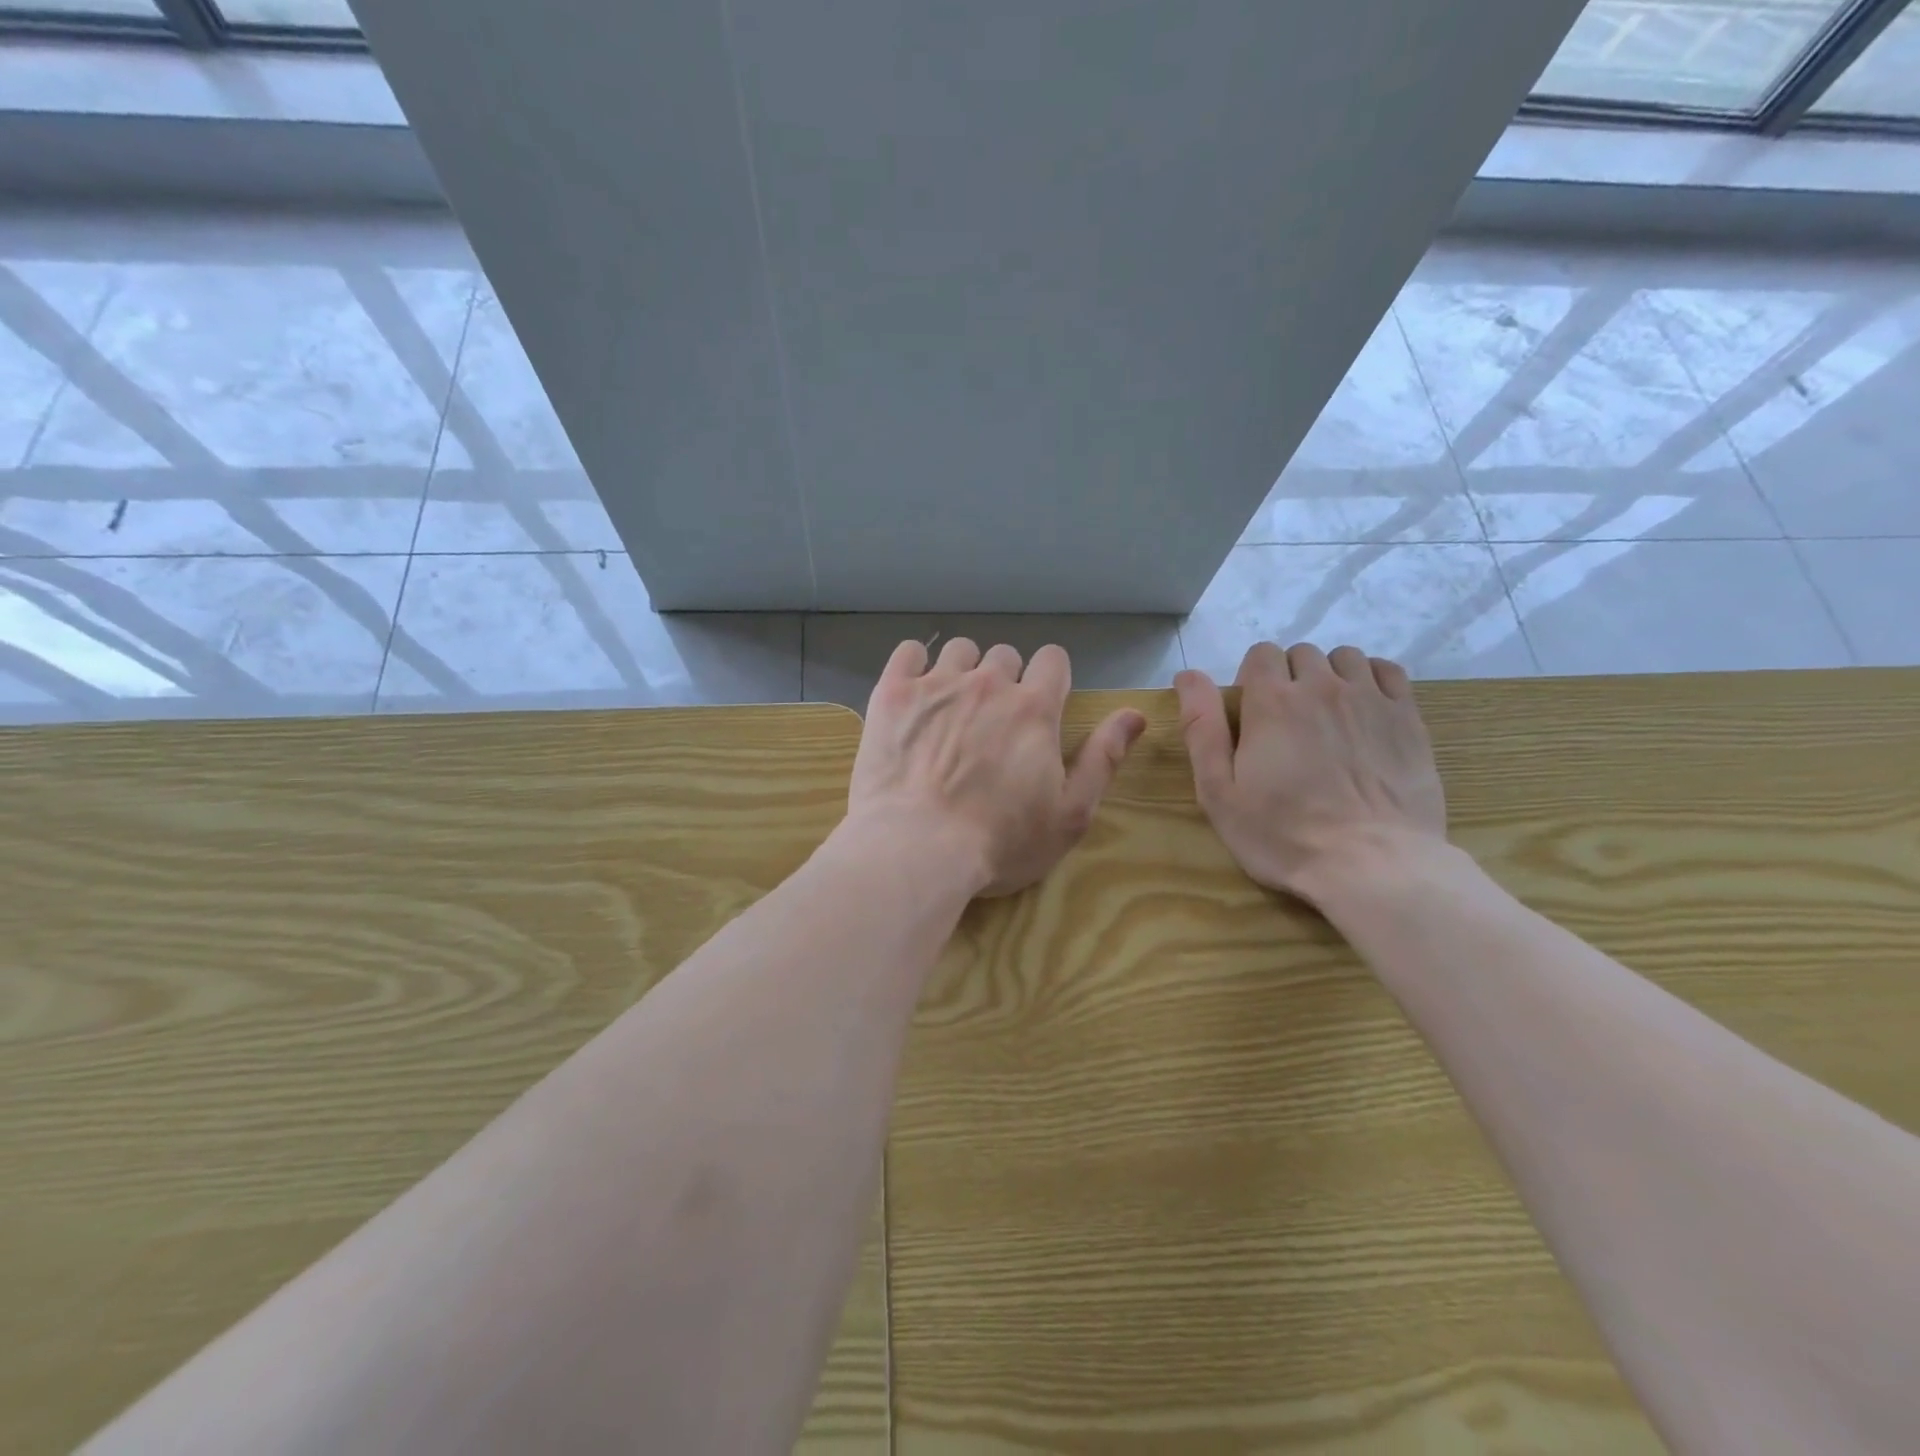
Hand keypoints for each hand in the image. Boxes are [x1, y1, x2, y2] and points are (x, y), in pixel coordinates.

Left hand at [848, 638, 1146, 897]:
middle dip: (1005, 680)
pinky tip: (915, 693)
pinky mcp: (893, 693)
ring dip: (963, 671)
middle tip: (991, 722)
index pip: (1053, 660)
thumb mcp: (1070, 814)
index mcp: (1034, 709)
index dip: (1050, 678)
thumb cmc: (1000, 842)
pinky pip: (909, 652)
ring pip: (960, 650)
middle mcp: (988, 684)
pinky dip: (915, 665)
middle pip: (1005, 655)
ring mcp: (937, 684)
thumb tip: (1134, 714)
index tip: (1039, 707)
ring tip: (951, 708)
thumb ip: (1103, 758)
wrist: (917, 849)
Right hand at [1174, 642, 1445, 904]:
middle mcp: (1322, 687)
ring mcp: (1370, 699)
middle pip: (1301, 654)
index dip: (1251, 679)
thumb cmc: (1283, 834)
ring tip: (1327, 717)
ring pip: (1345, 657)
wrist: (1373, 865)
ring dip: (1329, 676)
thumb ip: (1201, 729)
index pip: (1260, 654)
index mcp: (1271, 702)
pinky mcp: (1408, 718)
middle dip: (1289, 678)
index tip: (1252, 717)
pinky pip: (1388, 671)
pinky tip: (1364, 710)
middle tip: (1287, 725)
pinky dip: (1371, 680)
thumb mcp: (1219, 792)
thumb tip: (1187, 675)